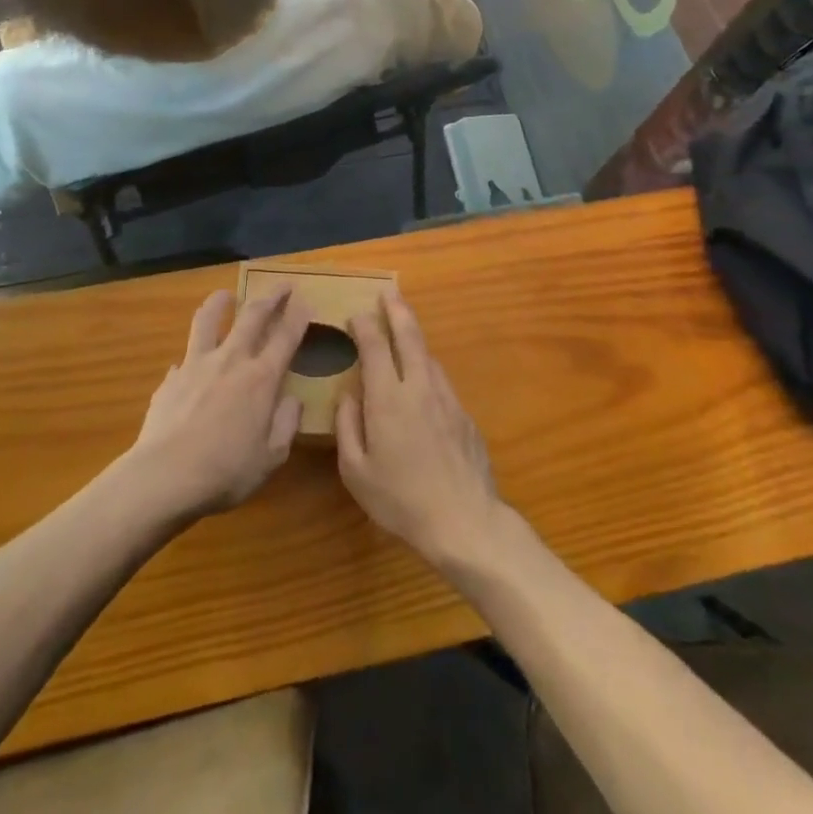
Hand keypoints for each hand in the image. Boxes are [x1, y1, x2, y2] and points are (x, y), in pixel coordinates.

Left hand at [129, 289, 308, 518]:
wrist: (164, 477)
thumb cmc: (225, 472)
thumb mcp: (270, 458)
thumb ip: (285, 424)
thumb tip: (292, 400)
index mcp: (261, 379)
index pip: (285, 337)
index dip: (298, 317)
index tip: (305, 301)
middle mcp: (231, 361)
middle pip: (252, 316)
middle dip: (270, 297)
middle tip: (281, 285)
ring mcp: (196, 365)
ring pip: (209, 320)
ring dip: (220, 302)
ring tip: (225, 294)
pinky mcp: (171, 378)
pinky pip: (184, 358)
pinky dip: (192, 355)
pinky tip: (189, 362)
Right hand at [335, 291, 503, 565]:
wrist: (464, 521)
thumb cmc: (401, 500)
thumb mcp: (356, 471)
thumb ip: (348, 427)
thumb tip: (348, 395)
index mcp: (388, 398)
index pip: (374, 346)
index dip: (364, 325)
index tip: (355, 314)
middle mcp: (419, 387)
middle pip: (409, 335)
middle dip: (397, 310)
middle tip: (389, 292)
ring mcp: (446, 398)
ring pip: (428, 356)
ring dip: (414, 338)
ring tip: (403, 330)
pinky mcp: (465, 415)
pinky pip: (440, 381)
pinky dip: (427, 369)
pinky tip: (422, 381)